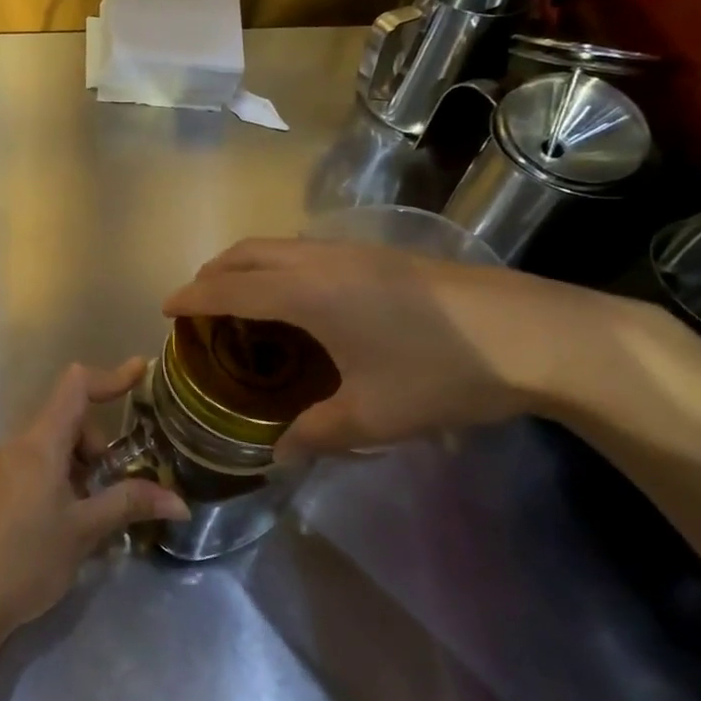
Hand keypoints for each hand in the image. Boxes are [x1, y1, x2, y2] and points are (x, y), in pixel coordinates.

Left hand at [0, 361, 188, 636]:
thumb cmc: (25, 557)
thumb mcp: (83, 530)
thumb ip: (129, 504)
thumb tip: (179, 501)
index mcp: (41, 441)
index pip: (76, 386)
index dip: (111, 376)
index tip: (141, 371)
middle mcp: (20, 445)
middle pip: (70, 421)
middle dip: (100, 447)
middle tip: (117, 489)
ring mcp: (5, 468)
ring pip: (56, 449)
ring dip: (83, 470)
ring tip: (96, 516)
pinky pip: (40, 469)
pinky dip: (64, 483)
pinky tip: (70, 526)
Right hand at [162, 237, 604, 457]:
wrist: (535, 334)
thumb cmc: (442, 373)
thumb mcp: (375, 414)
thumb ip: (318, 433)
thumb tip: (279, 454)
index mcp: (305, 293)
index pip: (229, 288)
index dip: (192, 296)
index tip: (164, 308)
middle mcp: (319, 261)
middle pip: (247, 253)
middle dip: (212, 271)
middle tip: (197, 301)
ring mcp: (353, 251)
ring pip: (278, 245)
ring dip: (247, 264)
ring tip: (241, 298)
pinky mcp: (380, 253)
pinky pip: (305, 250)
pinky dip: (279, 265)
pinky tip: (300, 299)